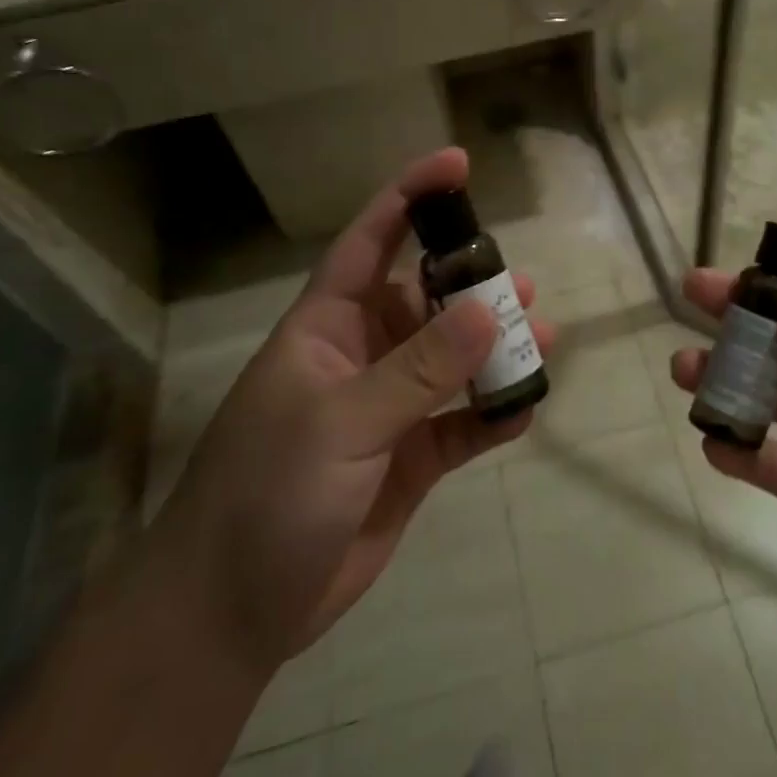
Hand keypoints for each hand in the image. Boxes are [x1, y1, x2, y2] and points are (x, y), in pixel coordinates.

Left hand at [157, 148, 551, 670]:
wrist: (232, 612)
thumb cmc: (267, 494)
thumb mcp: (343, 421)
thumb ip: (420, 368)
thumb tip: (493, 311)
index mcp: (328, 327)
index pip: (372, 242)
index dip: (411, 197)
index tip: (457, 164)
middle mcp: (363, 355)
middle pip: (428, 300)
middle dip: (474, 285)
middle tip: (521, 284)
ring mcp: (389, 408)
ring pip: (454, 360)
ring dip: (498, 347)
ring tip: (545, 335)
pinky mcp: (412, 458)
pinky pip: (464, 423)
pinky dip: (495, 414)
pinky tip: (526, 407)